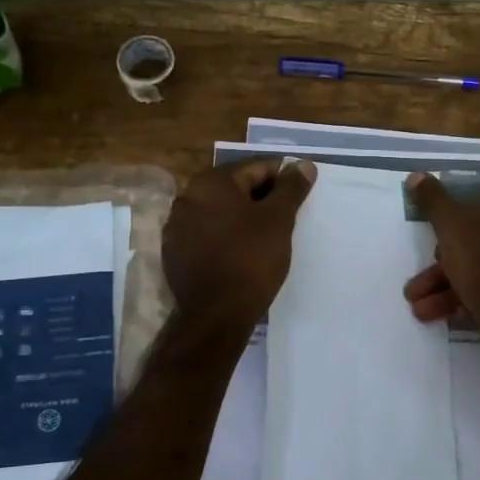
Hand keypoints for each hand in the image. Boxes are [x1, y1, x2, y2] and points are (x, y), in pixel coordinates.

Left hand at [163, 158, 316, 329]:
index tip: (301, 194)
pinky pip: (208, 235)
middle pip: (236, 188)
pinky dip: (227, 237)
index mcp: (211, 182)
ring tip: (268, 237)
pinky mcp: (176, 253)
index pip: (256, 168)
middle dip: (263, 199)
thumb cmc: (251, 260)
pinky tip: (243, 253)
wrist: (216, 315)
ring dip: (243, 218)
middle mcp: (187, 197)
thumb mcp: (279, 220)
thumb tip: (303, 164)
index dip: (283, 179)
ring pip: (221, 212)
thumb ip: (291, 188)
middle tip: (288, 217)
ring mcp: (177, 226)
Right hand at [402, 174, 479, 331]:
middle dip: (442, 268)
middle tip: (417, 286)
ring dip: (446, 290)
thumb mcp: (451, 224)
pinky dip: (466, 303)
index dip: (453, 225)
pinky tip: (439, 316)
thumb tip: (416, 176)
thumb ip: (434, 200)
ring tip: (418, 308)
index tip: (432, 241)